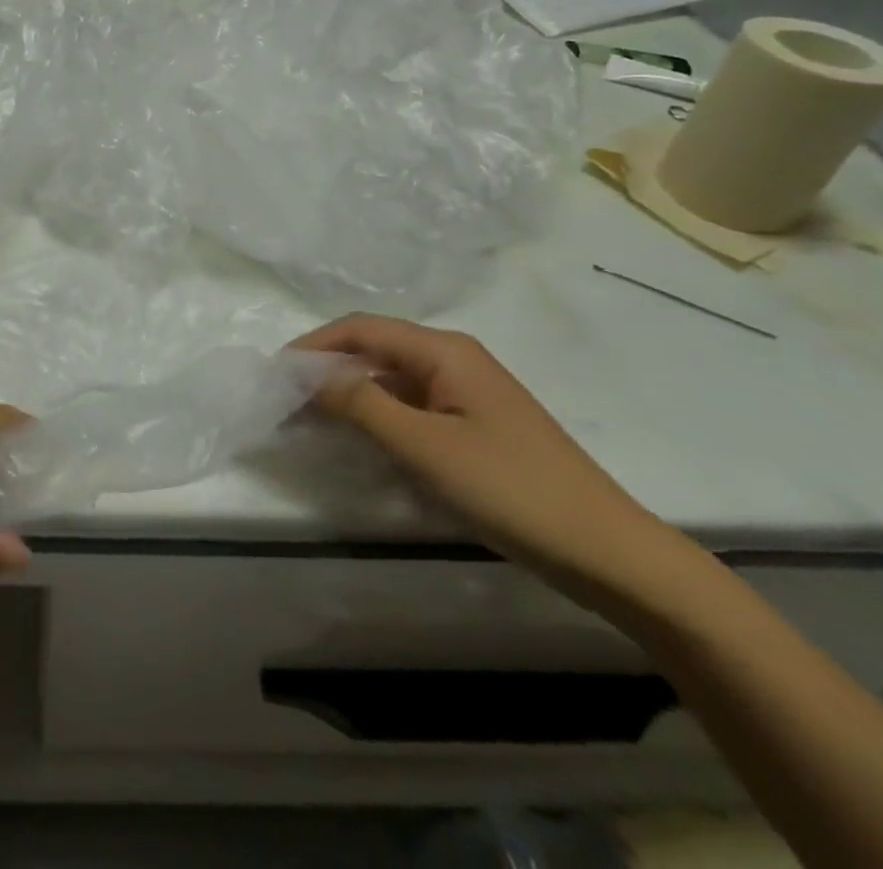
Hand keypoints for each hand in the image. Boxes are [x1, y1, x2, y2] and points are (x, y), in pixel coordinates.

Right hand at [293, 314, 695, 609]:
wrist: (608, 552)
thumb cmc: (511, 489)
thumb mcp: (425, 447)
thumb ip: (361, 405)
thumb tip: (308, 375)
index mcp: (444, 351)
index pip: (361, 329)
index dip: (314, 344)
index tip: (275, 371)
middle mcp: (454, 360)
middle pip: (375, 350)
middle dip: (327, 369)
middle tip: (286, 400)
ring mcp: (467, 394)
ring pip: (391, 381)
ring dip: (350, 395)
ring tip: (311, 421)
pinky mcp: (474, 426)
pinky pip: (411, 408)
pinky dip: (378, 418)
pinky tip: (361, 442)